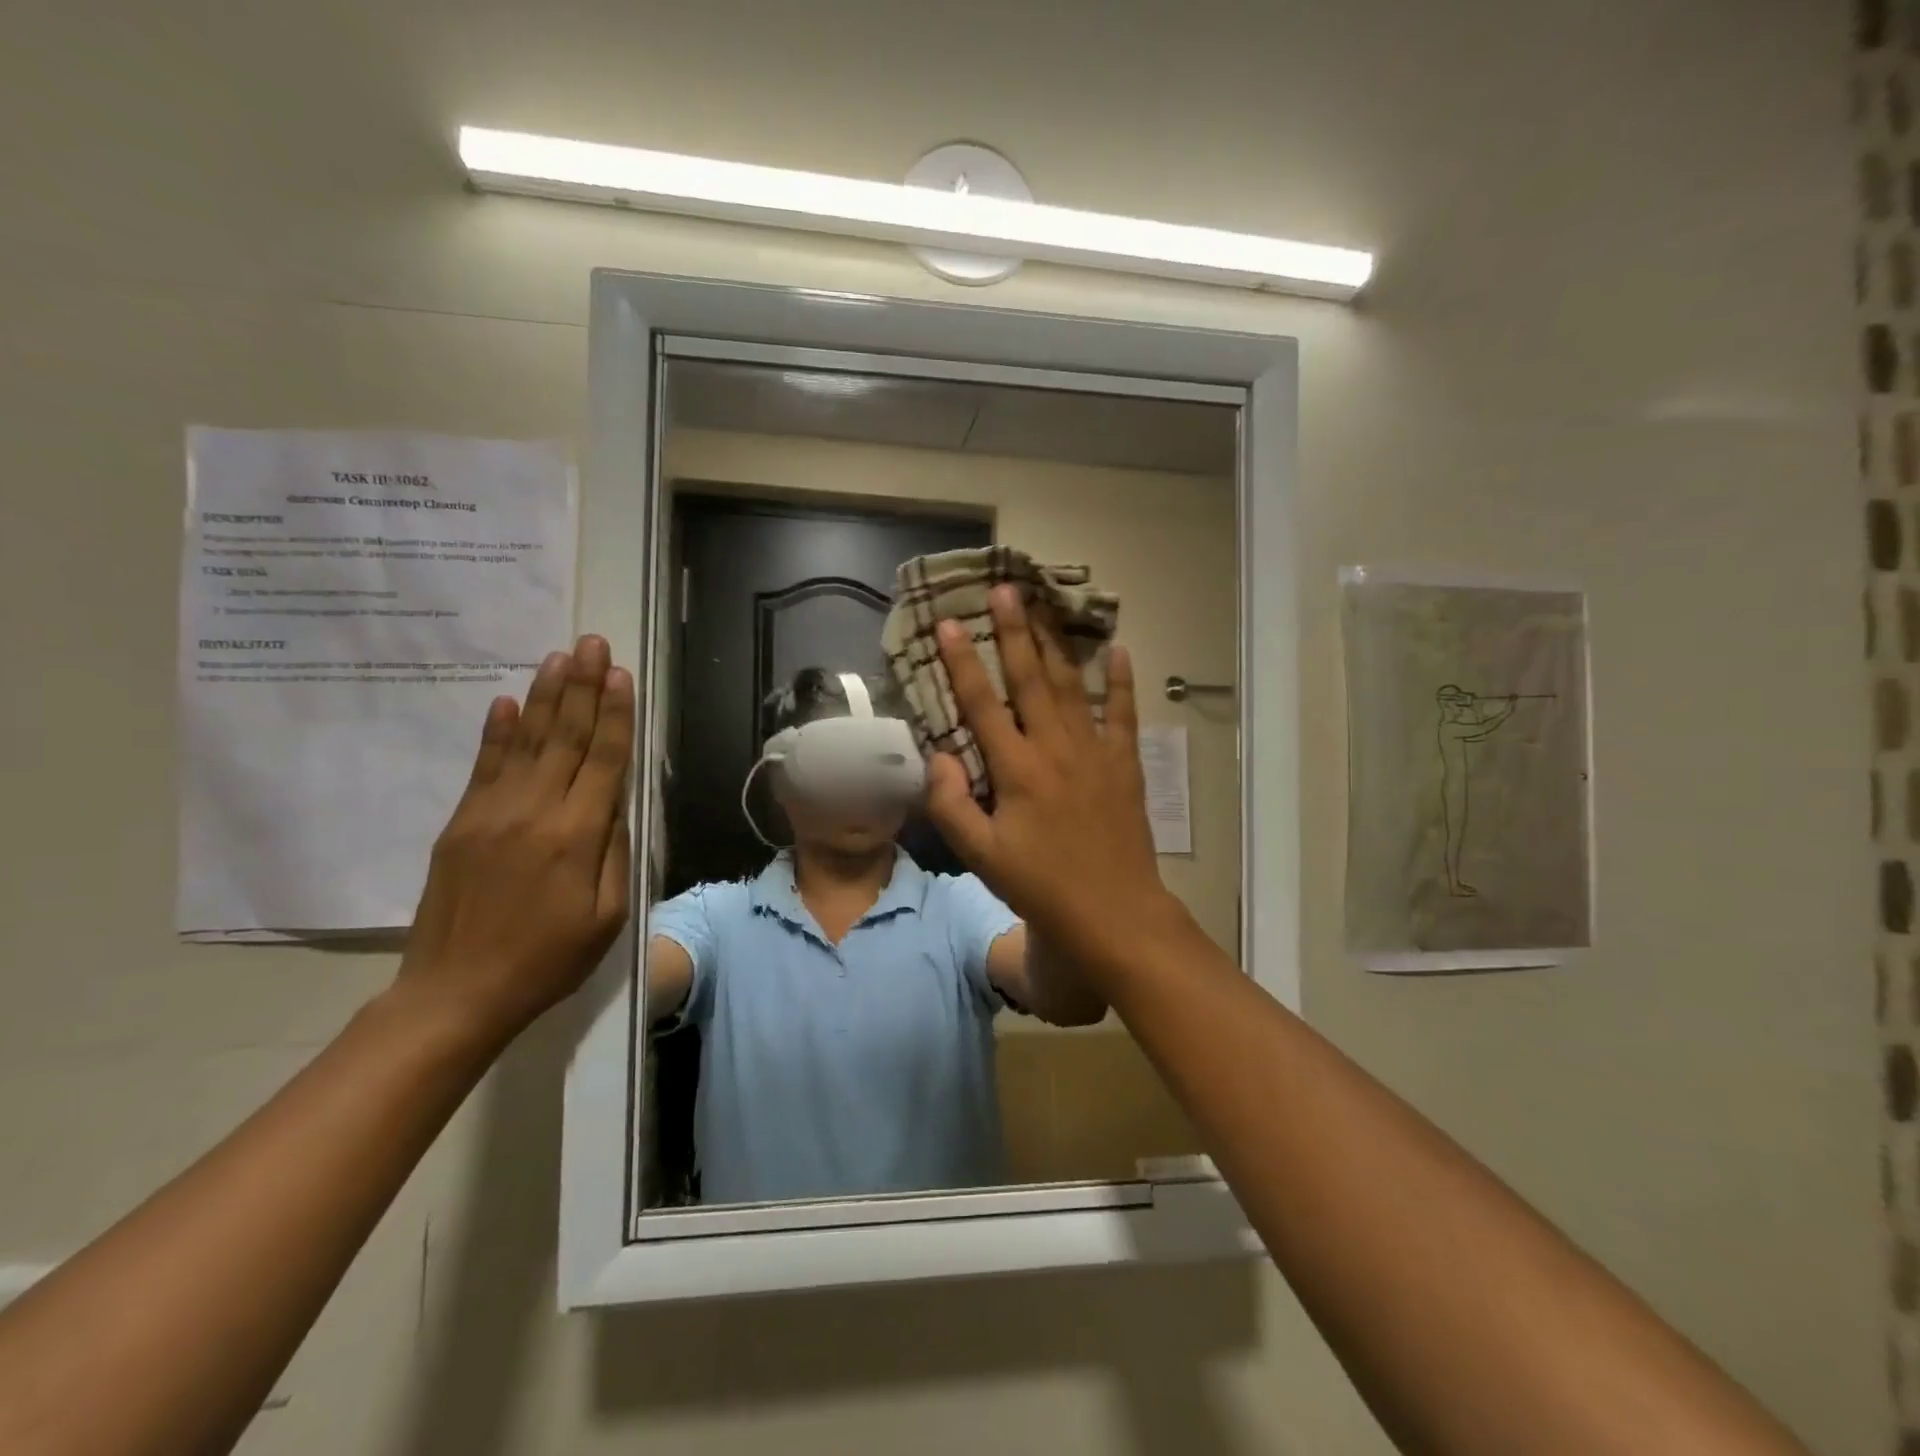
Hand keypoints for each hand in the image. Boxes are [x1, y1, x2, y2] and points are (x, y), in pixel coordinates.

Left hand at [395, 635, 634, 1047]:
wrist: (456, 993)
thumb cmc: (548, 960)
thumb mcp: (607, 916)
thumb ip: (615, 853)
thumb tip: (616, 802)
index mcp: (576, 837)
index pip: (603, 760)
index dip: (614, 714)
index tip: (620, 674)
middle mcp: (533, 812)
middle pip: (564, 738)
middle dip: (581, 687)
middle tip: (590, 643)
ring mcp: (491, 813)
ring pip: (524, 742)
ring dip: (544, 697)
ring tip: (558, 657)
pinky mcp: (461, 823)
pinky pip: (484, 766)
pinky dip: (497, 731)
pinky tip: (506, 702)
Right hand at [924, 587, 1183, 977]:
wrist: (1113, 911)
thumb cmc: (1041, 885)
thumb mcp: (981, 855)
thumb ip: (952, 803)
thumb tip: (938, 755)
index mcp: (1017, 769)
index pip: (982, 704)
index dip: (962, 662)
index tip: (948, 624)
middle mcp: (1055, 748)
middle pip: (1030, 679)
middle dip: (1014, 631)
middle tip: (1004, 589)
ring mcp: (1095, 752)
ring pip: (1072, 686)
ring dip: (1056, 644)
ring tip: (1045, 607)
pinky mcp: (1124, 764)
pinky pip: (1124, 713)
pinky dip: (1121, 681)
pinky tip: (1119, 650)